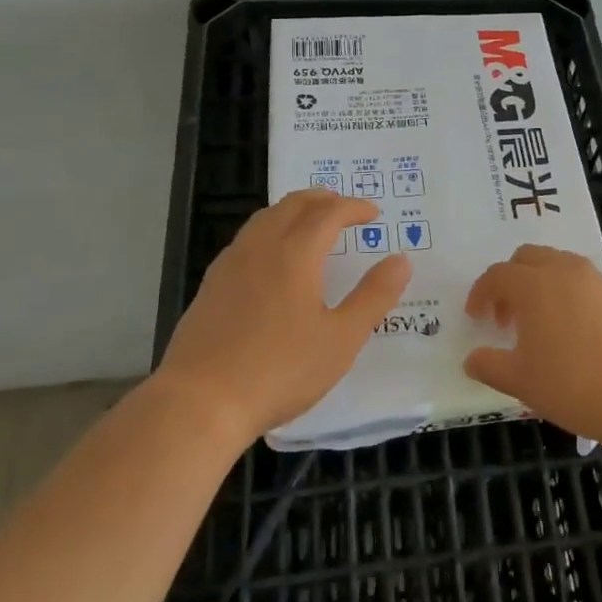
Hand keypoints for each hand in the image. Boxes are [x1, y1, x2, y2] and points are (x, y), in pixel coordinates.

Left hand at [154, 190, 411, 444]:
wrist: (200, 402)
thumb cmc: (280, 370)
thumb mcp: (341, 339)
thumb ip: (374, 296)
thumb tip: (401, 260)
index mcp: (296, 253)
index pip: (329, 213)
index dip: (354, 207)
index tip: (373, 213)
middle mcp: (261, 247)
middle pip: (293, 205)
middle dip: (322, 199)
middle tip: (343, 207)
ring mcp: (230, 264)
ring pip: (265, 218)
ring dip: (293, 210)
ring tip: (310, 223)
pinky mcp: (211, 285)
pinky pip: (246, 239)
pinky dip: (269, 231)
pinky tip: (270, 258)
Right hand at [463, 244, 601, 444]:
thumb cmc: (575, 385)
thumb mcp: (521, 382)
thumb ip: (490, 366)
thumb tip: (472, 359)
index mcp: (534, 284)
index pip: (497, 275)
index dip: (481, 293)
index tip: (475, 317)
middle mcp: (565, 271)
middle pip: (528, 257)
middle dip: (511, 280)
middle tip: (506, 317)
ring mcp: (598, 281)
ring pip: (560, 266)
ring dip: (541, 285)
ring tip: (540, 325)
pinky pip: (585, 284)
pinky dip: (569, 296)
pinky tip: (575, 334)